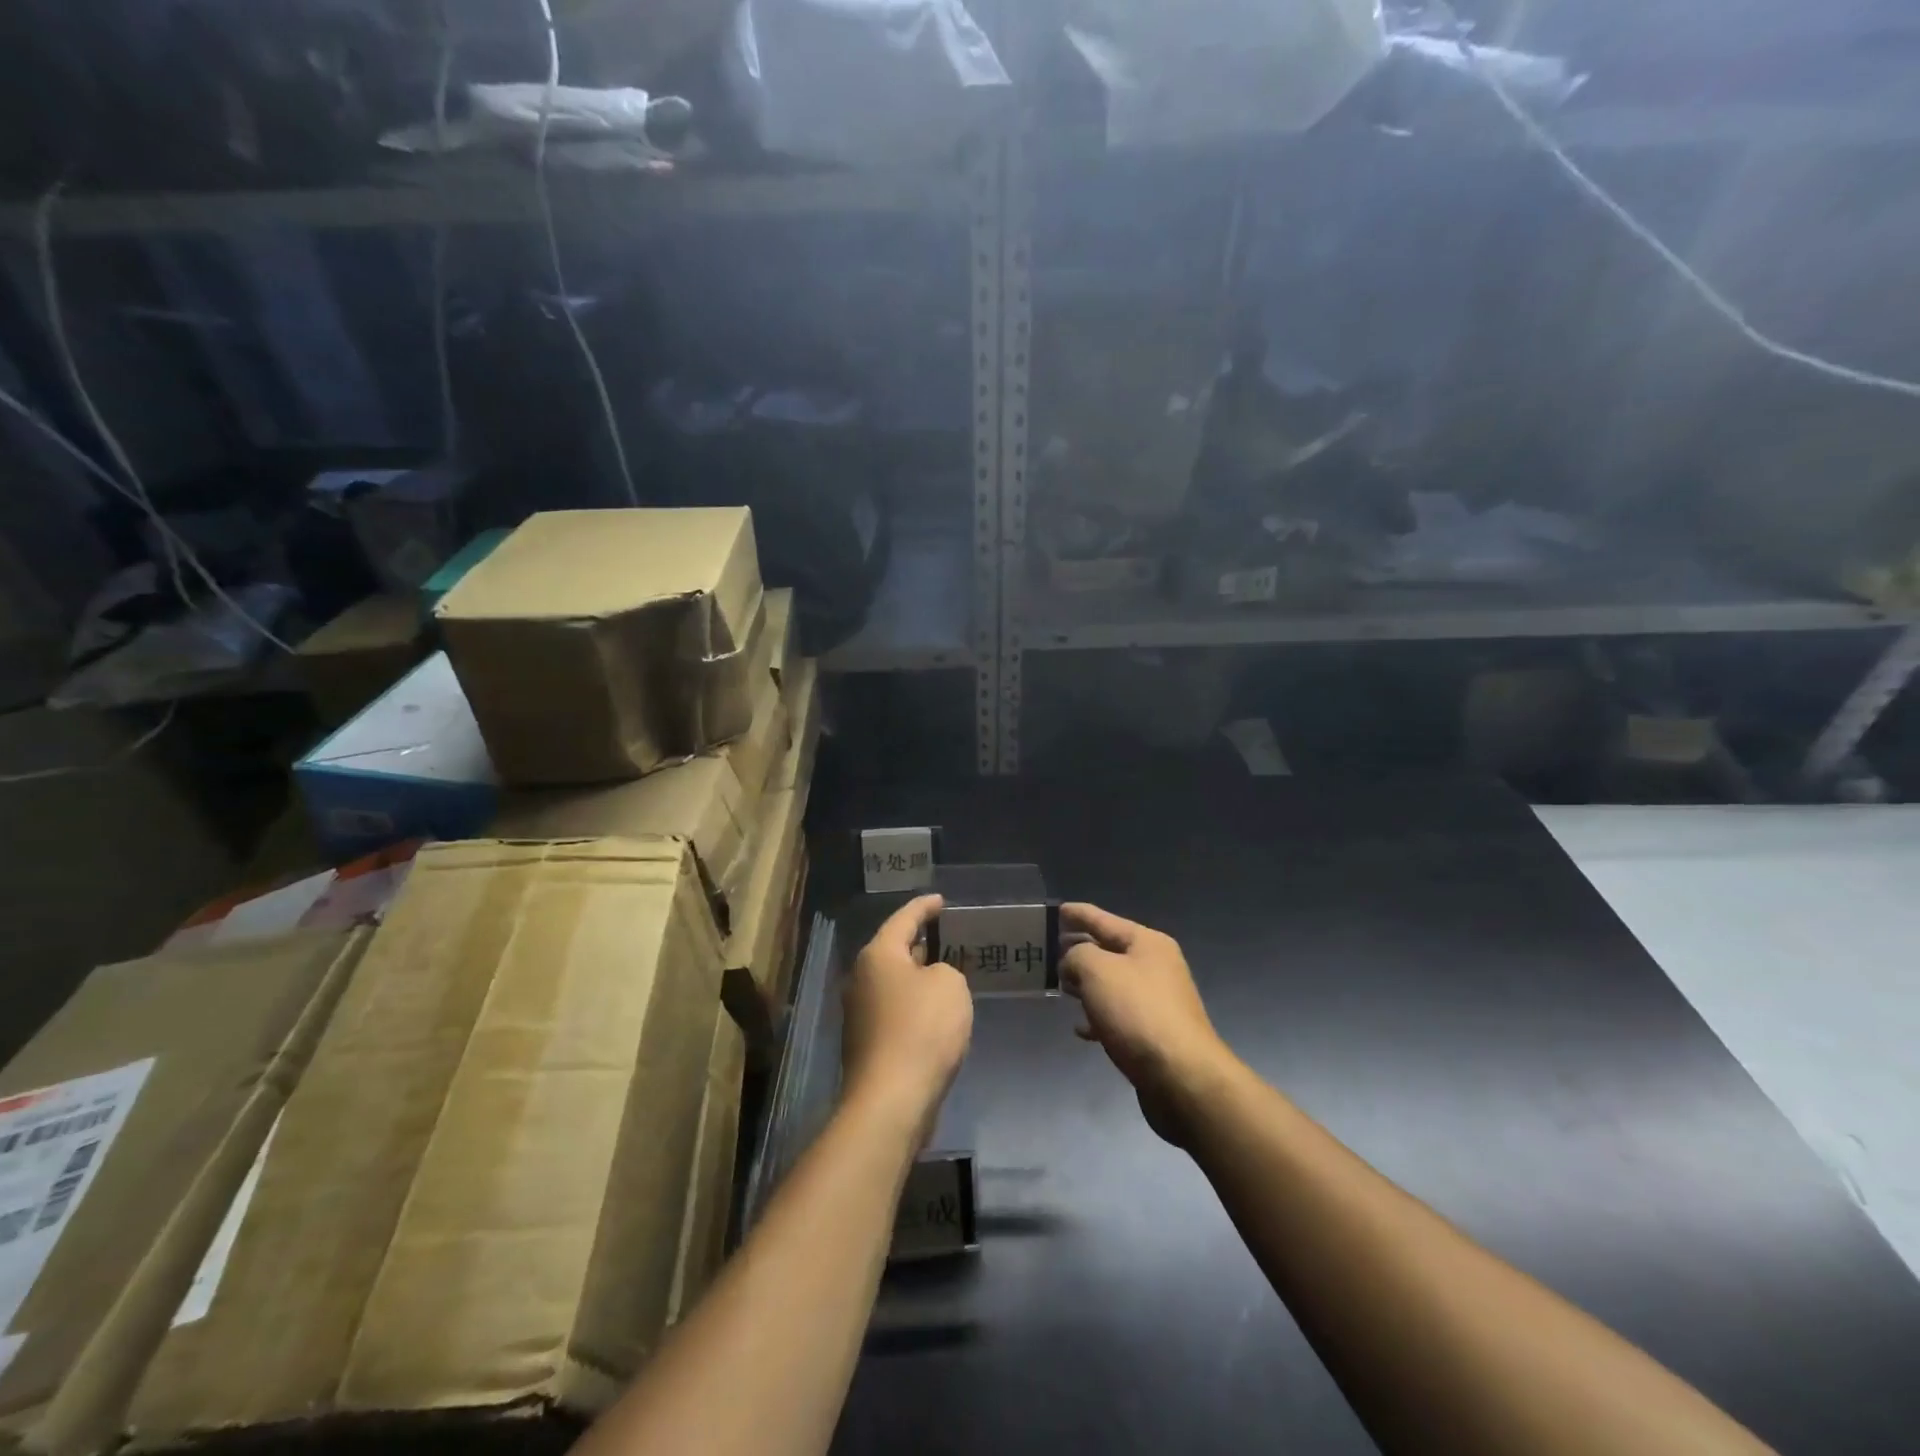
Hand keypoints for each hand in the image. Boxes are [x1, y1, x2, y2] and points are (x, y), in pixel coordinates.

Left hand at [841, 894, 973, 1142]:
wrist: (891, 1100)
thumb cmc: (922, 1030)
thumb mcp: (950, 985)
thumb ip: (944, 970)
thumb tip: (928, 980)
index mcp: (878, 954)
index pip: (904, 918)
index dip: (924, 907)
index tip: (941, 901)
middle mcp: (861, 977)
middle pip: (892, 950)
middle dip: (918, 942)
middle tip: (944, 937)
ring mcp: (858, 1012)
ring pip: (892, 982)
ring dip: (916, 977)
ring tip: (944, 973)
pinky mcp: (865, 1043)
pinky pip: (893, 1010)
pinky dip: (913, 1005)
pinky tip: (933, 1014)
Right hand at [1060, 903, 1234, 1145]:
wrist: (1182, 1077)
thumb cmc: (1138, 1012)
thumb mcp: (1097, 970)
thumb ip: (1078, 955)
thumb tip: (1074, 964)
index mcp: (1147, 943)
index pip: (1104, 920)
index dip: (1079, 914)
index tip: (1057, 910)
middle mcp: (1156, 967)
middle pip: (1110, 951)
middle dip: (1080, 949)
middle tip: (1049, 949)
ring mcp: (1156, 1002)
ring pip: (1112, 984)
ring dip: (1086, 983)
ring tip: (1060, 985)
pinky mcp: (1153, 1034)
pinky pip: (1118, 1016)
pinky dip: (1098, 1016)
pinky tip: (1080, 1028)